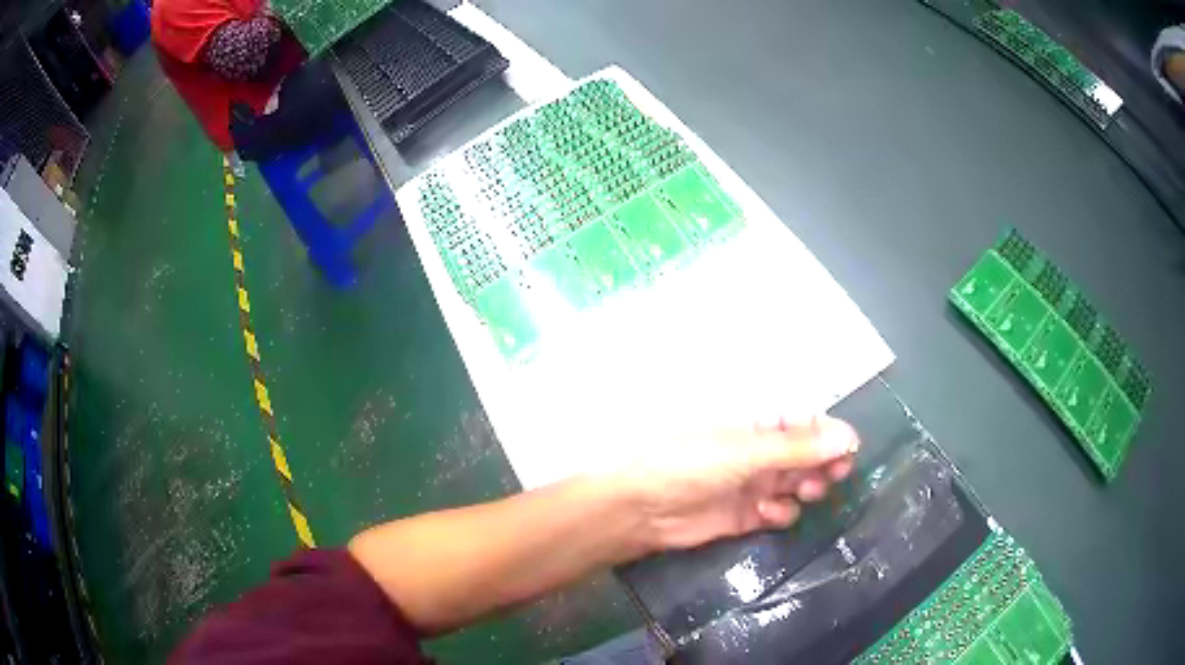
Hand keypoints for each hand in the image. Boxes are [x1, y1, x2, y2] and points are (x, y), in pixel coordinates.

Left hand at [621, 415, 858, 553]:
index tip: (850, 448)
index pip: (804, 422)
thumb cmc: (690, 463)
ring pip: (797, 483)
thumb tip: (847, 437)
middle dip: (824, 462)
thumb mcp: (746, 452)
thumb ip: (798, 448)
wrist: (643, 508)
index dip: (829, 432)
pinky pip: (778, 511)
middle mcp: (759, 451)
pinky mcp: (746, 514)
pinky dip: (781, 512)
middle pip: (807, 454)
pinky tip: (768, 511)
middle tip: (835, 473)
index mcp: (756, 423)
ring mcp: (753, 482)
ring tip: (804, 491)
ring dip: (807, 487)